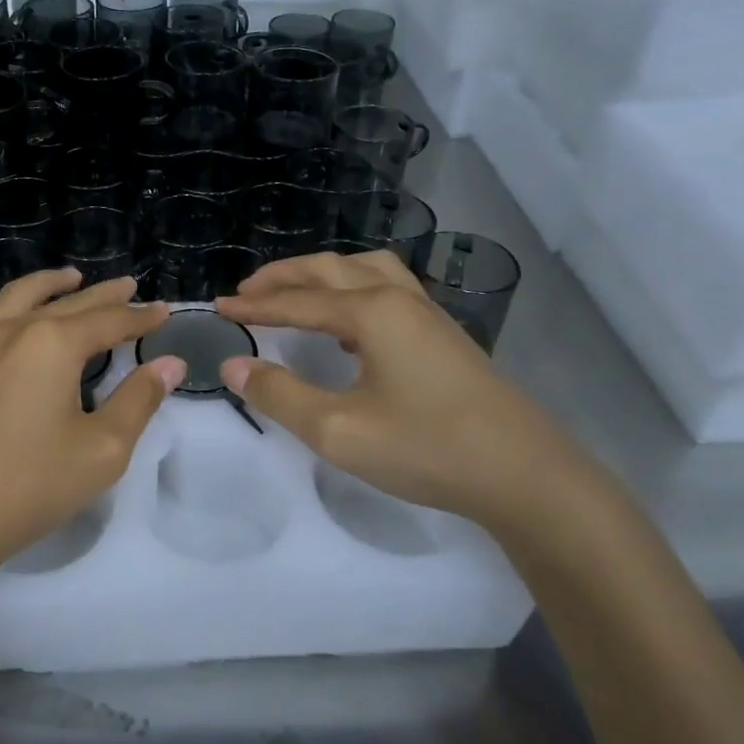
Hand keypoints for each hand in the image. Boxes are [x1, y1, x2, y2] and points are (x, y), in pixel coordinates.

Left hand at [0, 271, 183, 585]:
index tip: (164, 311)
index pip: (109, 321)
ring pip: (14, 297)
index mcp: (54, 345)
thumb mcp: (101, 451)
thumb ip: (139, 402)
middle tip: (128, 286)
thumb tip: (170, 364)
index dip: (140, 317)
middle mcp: (12, 330)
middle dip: (103, 295)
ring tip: (69, 278)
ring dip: (47, 284)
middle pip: (67, 303)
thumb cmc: (26, 487)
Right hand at [215, 251, 592, 531]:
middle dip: (284, 277)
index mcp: (372, 312)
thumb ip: (280, 395)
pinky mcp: (444, 335)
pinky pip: (387, 290)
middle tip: (247, 292)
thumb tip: (234, 365)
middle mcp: (398, 299)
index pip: (298, 300)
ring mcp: (427, 314)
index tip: (219, 307)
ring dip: (322, 275)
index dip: (255, 305)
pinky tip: (349, 324)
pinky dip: (353, 290)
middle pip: (330, 270)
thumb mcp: (338, 430)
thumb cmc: (426, 448)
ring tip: (295, 292)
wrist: (524, 474)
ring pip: (365, 271)